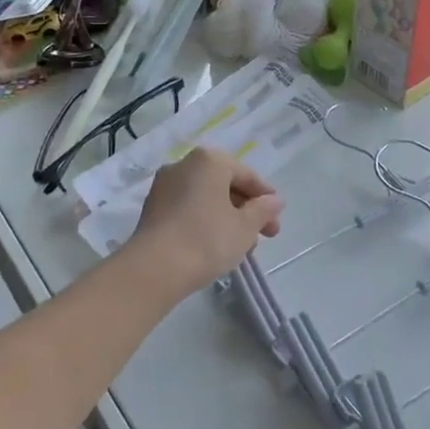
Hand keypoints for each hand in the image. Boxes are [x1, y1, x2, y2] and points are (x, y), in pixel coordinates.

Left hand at [125, 147, 282, 297]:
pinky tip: (214, 245)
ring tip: (241, 246)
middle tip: (263, 235)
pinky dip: (204, 221)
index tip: (276, 218)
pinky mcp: (152, 208)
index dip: (265, 197)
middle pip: (224, 184)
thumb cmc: (207, 239)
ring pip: (205, 197)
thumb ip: (263, 210)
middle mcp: (184, 165)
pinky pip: (187, 208)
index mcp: (209, 160)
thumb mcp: (245, 227)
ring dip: (226, 217)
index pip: (245, 174)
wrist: (154, 268)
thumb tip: (274, 201)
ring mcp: (164, 186)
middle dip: (246, 209)